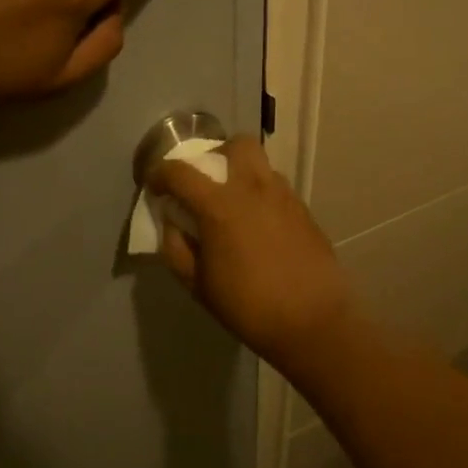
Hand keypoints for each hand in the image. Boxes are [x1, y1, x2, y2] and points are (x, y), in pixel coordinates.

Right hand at [146, 136, 362, 371]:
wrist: (313, 321)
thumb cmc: (248, 306)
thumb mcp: (198, 285)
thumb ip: (177, 249)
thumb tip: (172, 225)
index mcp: (219, 205)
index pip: (180, 172)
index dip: (160, 173)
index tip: (154, 185)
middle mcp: (254, 189)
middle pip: (236, 145)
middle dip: (216, 154)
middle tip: (207, 182)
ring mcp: (284, 197)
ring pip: (261, 165)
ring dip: (242, 175)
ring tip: (235, 206)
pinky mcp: (305, 211)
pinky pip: (278, 189)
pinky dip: (262, 196)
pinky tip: (260, 227)